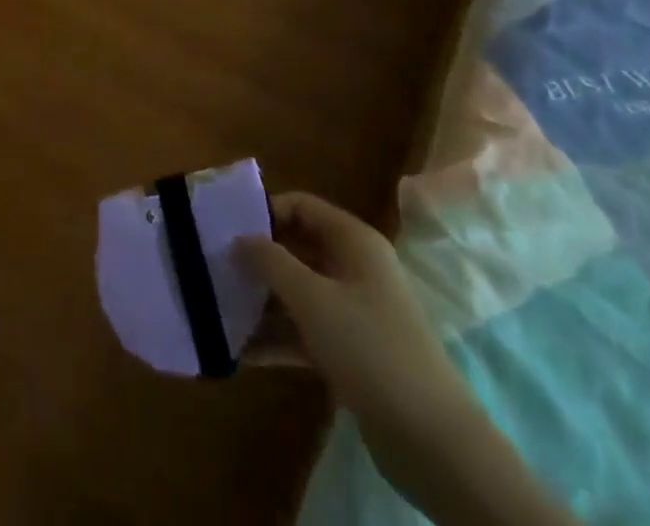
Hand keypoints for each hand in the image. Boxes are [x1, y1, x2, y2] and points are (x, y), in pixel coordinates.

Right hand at [236, 195, 579, 525]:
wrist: (433, 442)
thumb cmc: (370, 348)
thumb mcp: (312, 298)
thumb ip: (271, 262)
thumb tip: (240, 238)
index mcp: (354, 242)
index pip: (302, 206)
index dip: (265, 212)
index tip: (226, 228)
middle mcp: (355, 269)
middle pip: (297, 249)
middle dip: (258, 259)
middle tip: (215, 267)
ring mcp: (355, 313)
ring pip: (298, 293)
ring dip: (262, 302)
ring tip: (218, 309)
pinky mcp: (352, 353)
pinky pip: (305, 332)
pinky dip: (276, 338)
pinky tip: (240, 352)